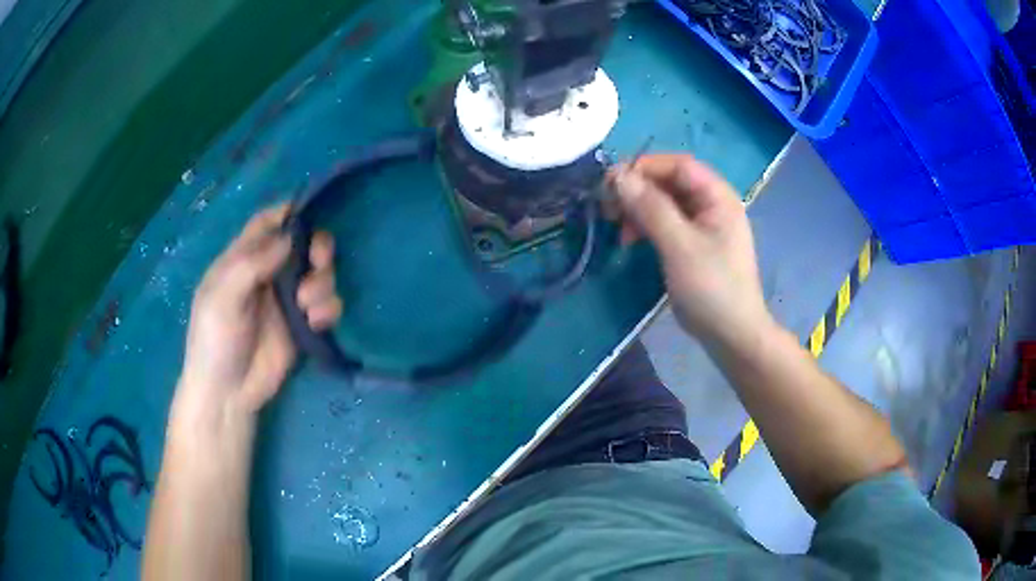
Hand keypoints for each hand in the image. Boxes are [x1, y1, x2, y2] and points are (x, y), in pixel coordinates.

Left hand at [176, 205, 341, 419]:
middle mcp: (267, 274)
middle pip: (301, 244)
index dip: (286, 213)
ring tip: (308, 305)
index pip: (265, 224)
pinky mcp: (303, 325)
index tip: (309, 212)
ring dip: (322, 282)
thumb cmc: (215, 340)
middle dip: (316, 247)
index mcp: (241, 260)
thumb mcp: (223, 297)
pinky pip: (326, 305)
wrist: (228, 393)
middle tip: (318, 261)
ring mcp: (287, 300)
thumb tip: (288, 237)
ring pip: (319, 273)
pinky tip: (316, 322)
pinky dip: (328, 308)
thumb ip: (252, 263)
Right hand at [609, 154, 770, 346]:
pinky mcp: (693, 245)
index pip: (677, 165)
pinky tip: (630, 240)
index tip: (611, 182)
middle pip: (669, 182)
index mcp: (717, 196)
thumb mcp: (679, 245)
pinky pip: (666, 223)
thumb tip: (617, 175)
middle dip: (637, 190)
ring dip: (638, 210)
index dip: (644, 167)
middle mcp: (711, 204)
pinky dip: (646, 227)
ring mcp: (703, 225)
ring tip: (617, 228)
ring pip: (664, 203)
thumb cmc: (711, 287)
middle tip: (609, 208)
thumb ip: (650, 207)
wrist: (732, 335)